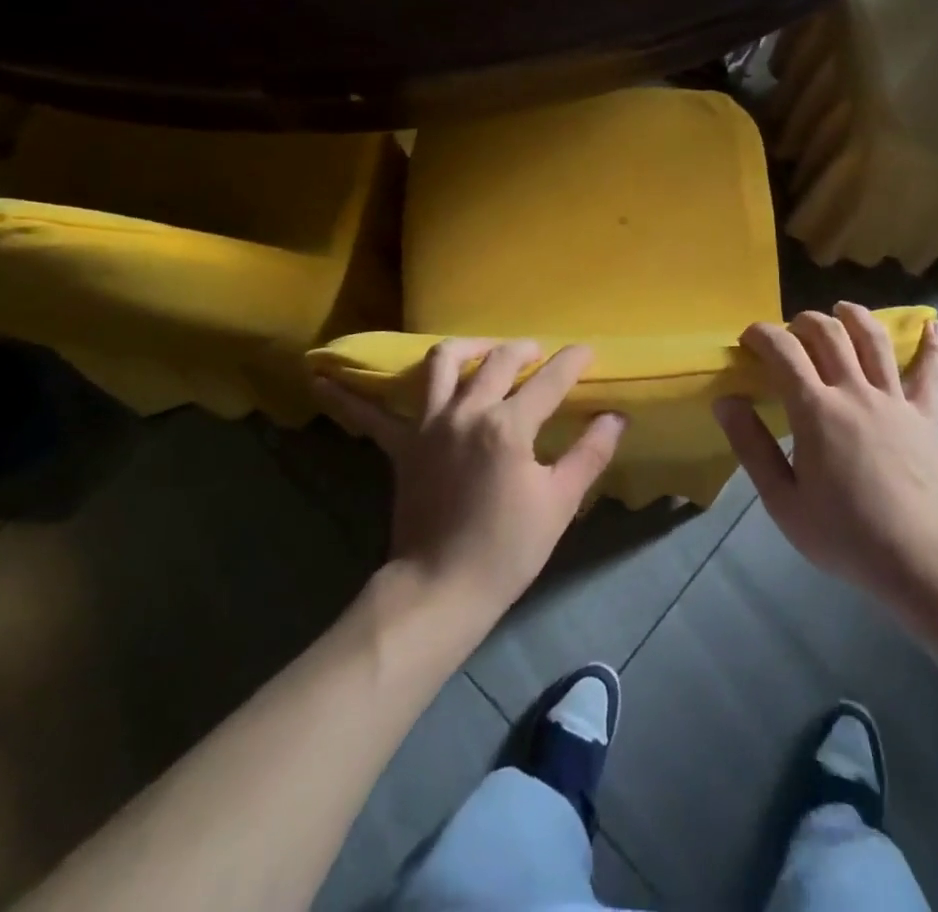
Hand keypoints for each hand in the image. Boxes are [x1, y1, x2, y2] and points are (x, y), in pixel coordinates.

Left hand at [311, 339, 625, 616]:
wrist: (442, 590)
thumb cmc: (507, 549)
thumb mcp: (559, 502)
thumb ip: (589, 454)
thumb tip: (616, 418)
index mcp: (508, 425)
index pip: (550, 380)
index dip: (573, 362)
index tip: (587, 351)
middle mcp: (467, 411)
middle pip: (499, 360)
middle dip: (524, 349)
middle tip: (539, 353)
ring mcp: (429, 424)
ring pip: (442, 363)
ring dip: (465, 348)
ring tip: (480, 350)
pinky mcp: (402, 446)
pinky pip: (371, 414)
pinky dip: (349, 396)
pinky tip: (321, 377)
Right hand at [714, 305, 937, 608]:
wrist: (919, 562)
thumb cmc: (843, 535)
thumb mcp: (782, 500)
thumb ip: (751, 446)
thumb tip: (726, 401)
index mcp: (816, 410)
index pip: (784, 351)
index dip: (762, 334)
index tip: (749, 338)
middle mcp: (855, 392)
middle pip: (828, 333)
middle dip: (802, 321)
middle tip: (789, 333)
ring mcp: (895, 400)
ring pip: (874, 339)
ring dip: (854, 316)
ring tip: (841, 309)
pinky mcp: (926, 416)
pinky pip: (932, 372)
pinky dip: (934, 345)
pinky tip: (935, 324)